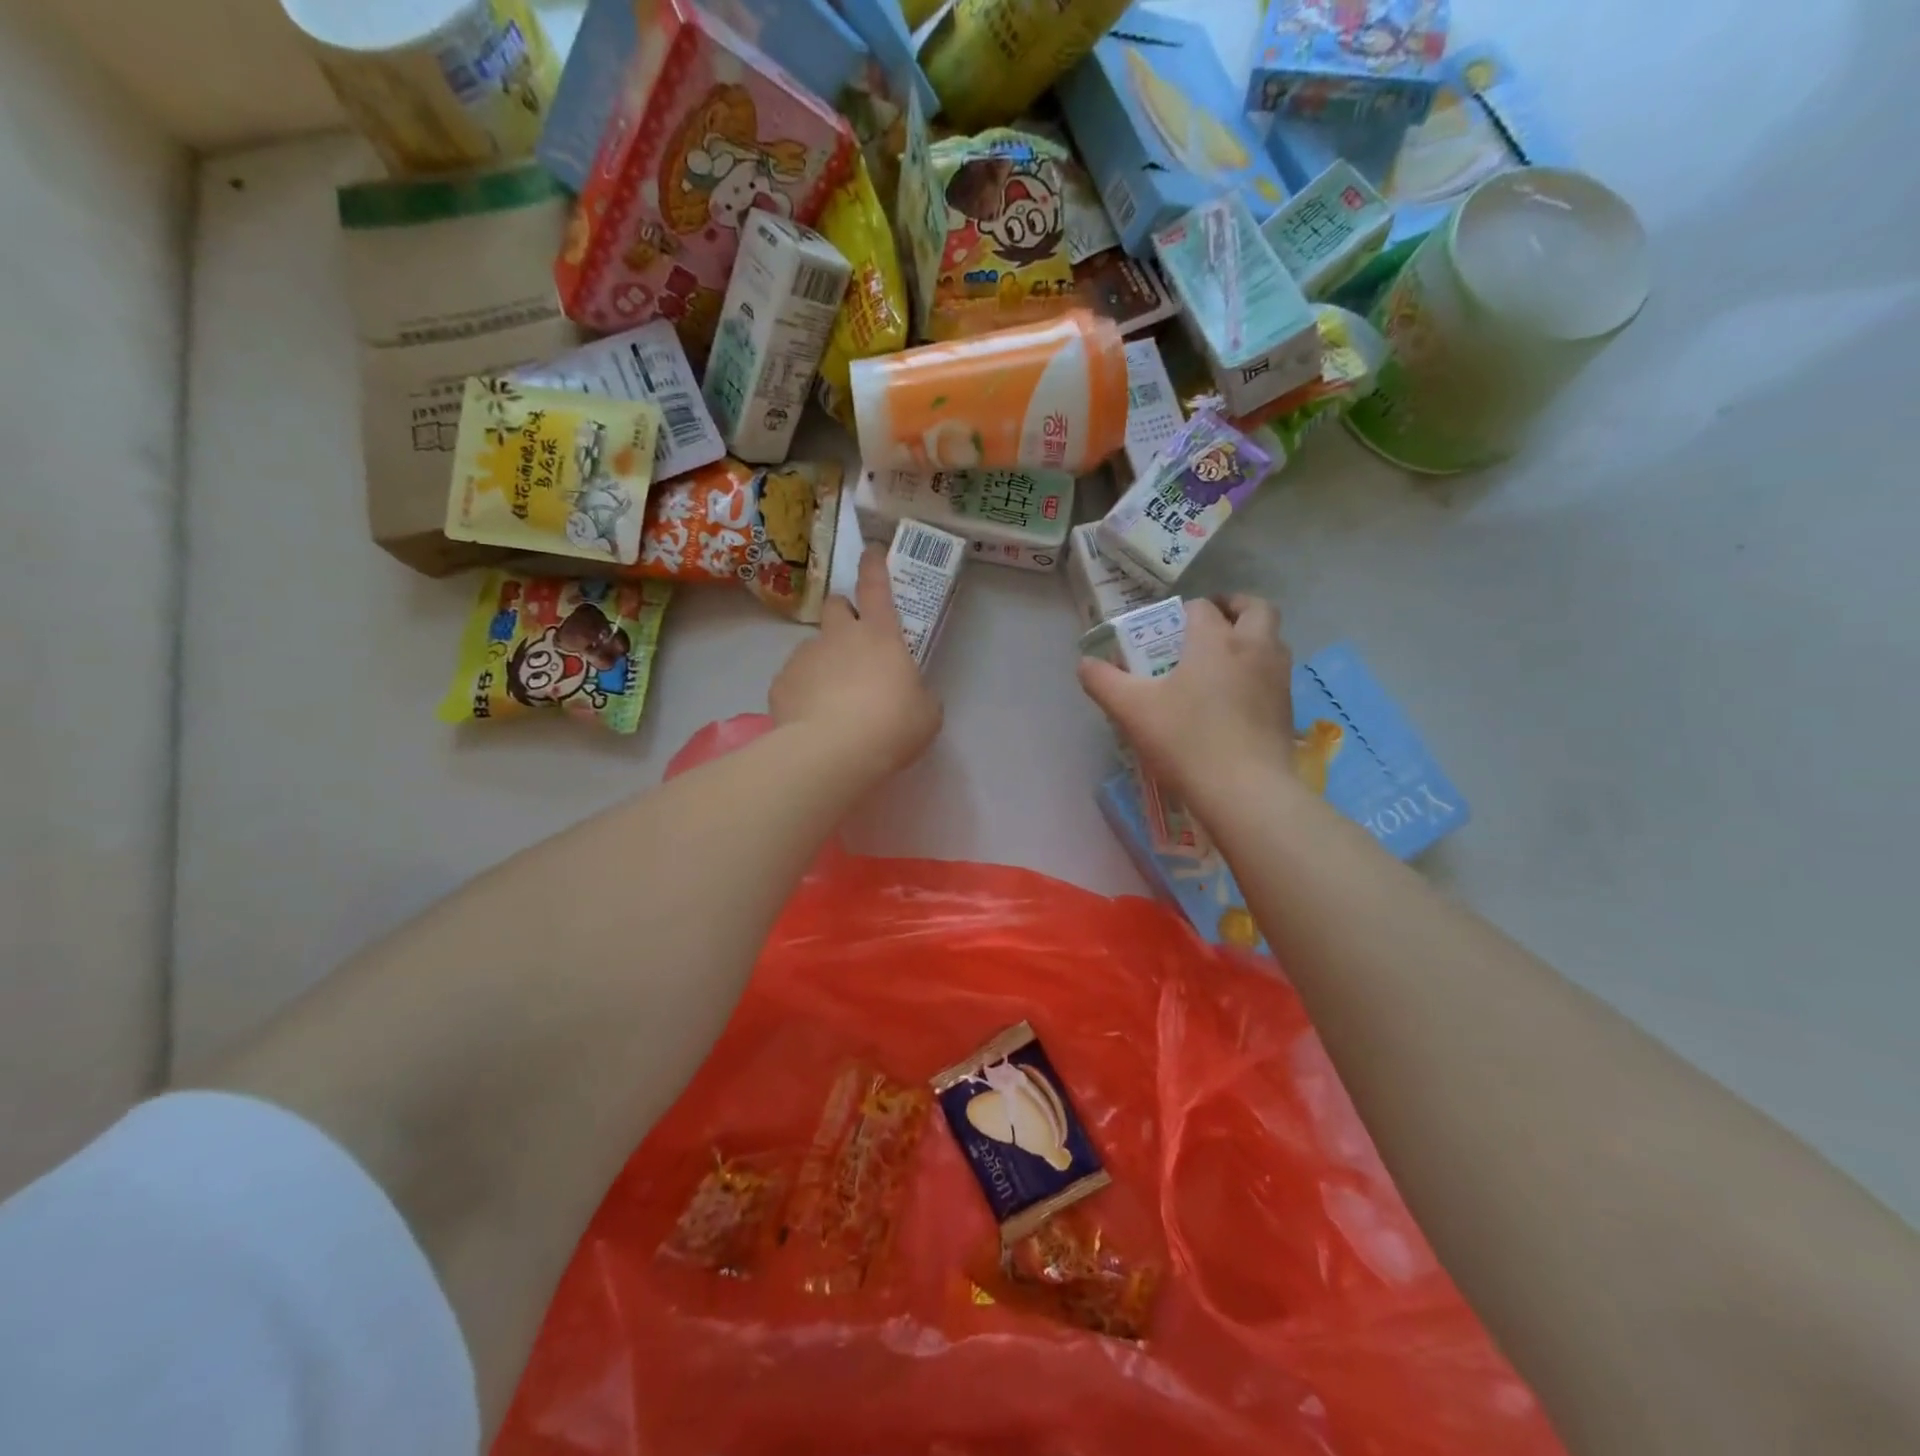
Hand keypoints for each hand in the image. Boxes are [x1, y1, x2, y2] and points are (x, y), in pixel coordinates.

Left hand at [768, 545, 941, 775]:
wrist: (833, 752)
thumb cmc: (892, 726)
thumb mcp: (926, 713)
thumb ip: (918, 695)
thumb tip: (910, 695)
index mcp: (880, 635)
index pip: (876, 587)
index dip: (874, 566)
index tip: (870, 551)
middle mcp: (839, 636)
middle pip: (835, 605)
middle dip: (842, 614)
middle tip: (853, 642)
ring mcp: (806, 656)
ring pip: (813, 647)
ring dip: (824, 662)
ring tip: (832, 700)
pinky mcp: (781, 683)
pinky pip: (794, 680)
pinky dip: (803, 693)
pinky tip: (812, 719)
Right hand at [1077, 595, 1295, 801]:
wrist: (1245, 790)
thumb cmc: (1186, 740)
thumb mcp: (1131, 710)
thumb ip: (1103, 681)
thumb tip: (1085, 664)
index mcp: (1215, 640)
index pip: (1202, 607)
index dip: (1183, 612)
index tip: (1167, 630)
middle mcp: (1254, 648)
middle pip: (1256, 609)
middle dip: (1234, 608)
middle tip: (1211, 623)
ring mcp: (1277, 679)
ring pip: (1272, 640)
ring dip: (1251, 638)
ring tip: (1222, 661)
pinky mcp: (1287, 709)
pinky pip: (1275, 675)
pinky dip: (1258, 672)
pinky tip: (1235, 698)